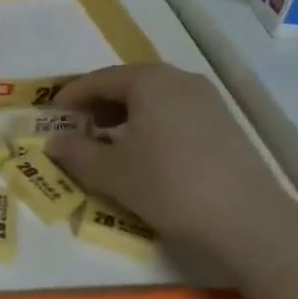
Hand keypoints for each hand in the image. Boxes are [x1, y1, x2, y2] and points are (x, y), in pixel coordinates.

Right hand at [46, 63, 297, 268]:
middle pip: (130, 84)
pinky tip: (145, 152)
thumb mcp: (110, 172)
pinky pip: (176, 113)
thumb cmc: (167, 184)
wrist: (245, 219)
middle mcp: (180, 80)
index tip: (52, 112)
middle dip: (100, 103)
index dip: (72, 95)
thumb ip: (76, 153)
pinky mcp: (225, 125)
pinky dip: (152, 124)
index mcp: (149, 81)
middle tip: (78, 125)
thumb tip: (54, 142)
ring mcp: (208, 101)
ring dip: (126, 114)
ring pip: (155, 99)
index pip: (100, 79)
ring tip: (108, 140)